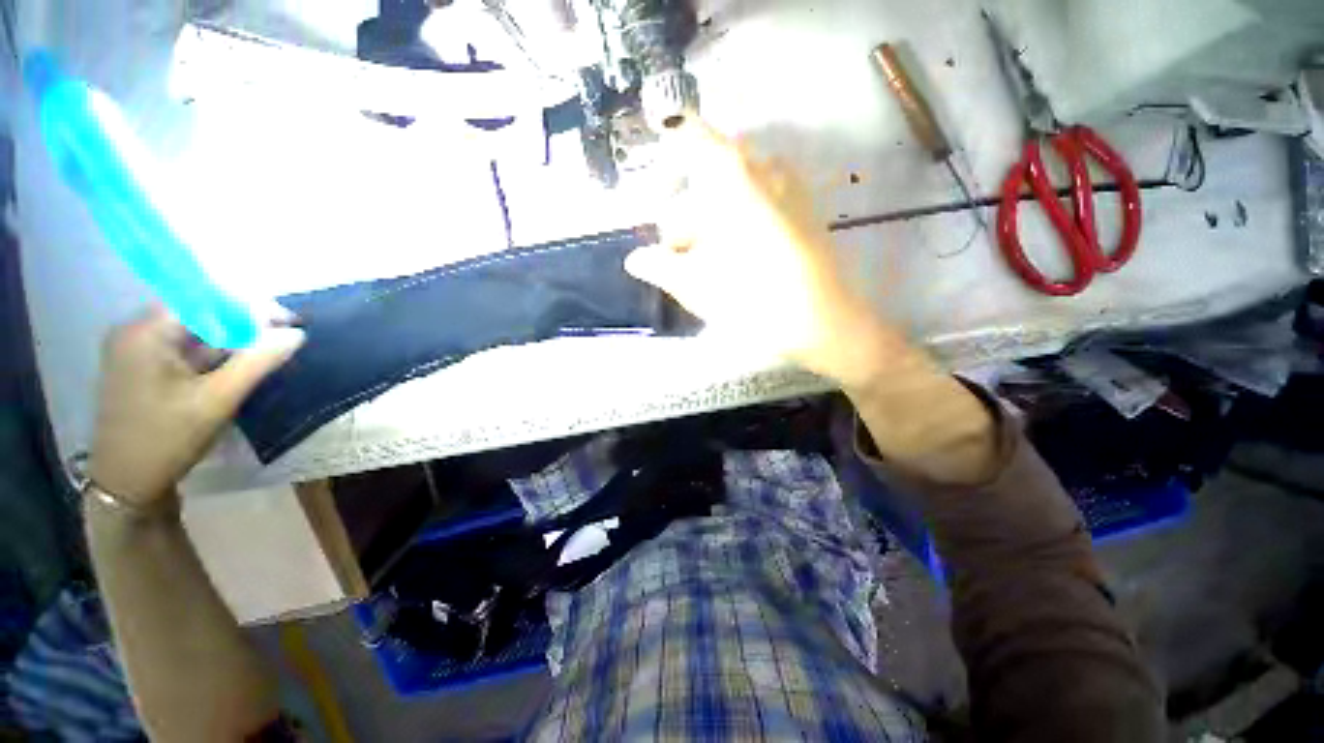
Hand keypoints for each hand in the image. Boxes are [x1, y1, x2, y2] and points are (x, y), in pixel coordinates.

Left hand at [89, 306, 304, 504]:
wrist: (126, 484)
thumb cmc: (167, 439)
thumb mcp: (217, 400)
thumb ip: (257, 362)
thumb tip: (296, 333)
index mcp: (146, 332)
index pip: (204, 299)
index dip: (250, 305)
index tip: (288, 321)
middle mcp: (136, 331)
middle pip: (198, 312)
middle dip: (243, 321)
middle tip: (282, 336)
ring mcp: (136, 350)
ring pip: (193, 330)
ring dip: (231, 338)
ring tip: (266, 350)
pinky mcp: (141, 367)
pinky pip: (184, 347)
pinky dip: (213, 352)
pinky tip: (237, 364)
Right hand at [625, 119, 911, 387]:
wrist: (823, 322)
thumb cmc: (752, 300)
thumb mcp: (696, 285)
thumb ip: (661, 267)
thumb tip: (635, 260)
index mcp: (732, 175)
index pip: (689, 136)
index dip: (665, 153)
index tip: (653, 187)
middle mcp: (764, 167)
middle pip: (709, 172)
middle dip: (685, 207)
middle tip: (675, 248)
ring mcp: (789, 187)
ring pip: (734, 189)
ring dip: (710, 218)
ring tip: (702, 260)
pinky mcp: (804, 209)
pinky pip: (759, 200)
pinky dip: (736, 220)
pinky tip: (733, 257)